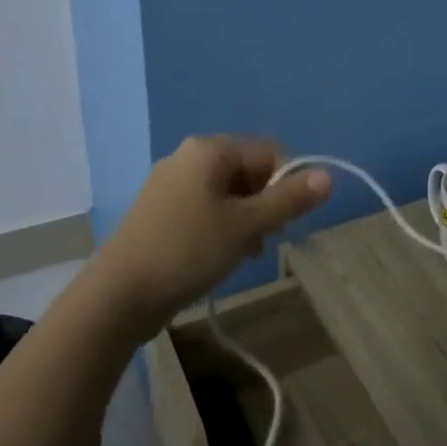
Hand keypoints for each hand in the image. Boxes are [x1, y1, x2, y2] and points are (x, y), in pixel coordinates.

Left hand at [90, 135, 331, 339]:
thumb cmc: (188, 251)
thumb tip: (327, 176)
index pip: (269, 153)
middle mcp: (188, 157)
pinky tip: (220, 256)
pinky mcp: (159, 211)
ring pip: (227, 192)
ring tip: (245, 253)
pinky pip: (205, 207)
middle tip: (266, 240)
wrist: (119, 295)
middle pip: (248, 171)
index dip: (288, 184)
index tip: (288, 221)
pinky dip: (221, 226)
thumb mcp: (247, 226)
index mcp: (209, 150)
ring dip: (245, 219)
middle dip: (265, 204)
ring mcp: (170, 184)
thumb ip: (289, 200)